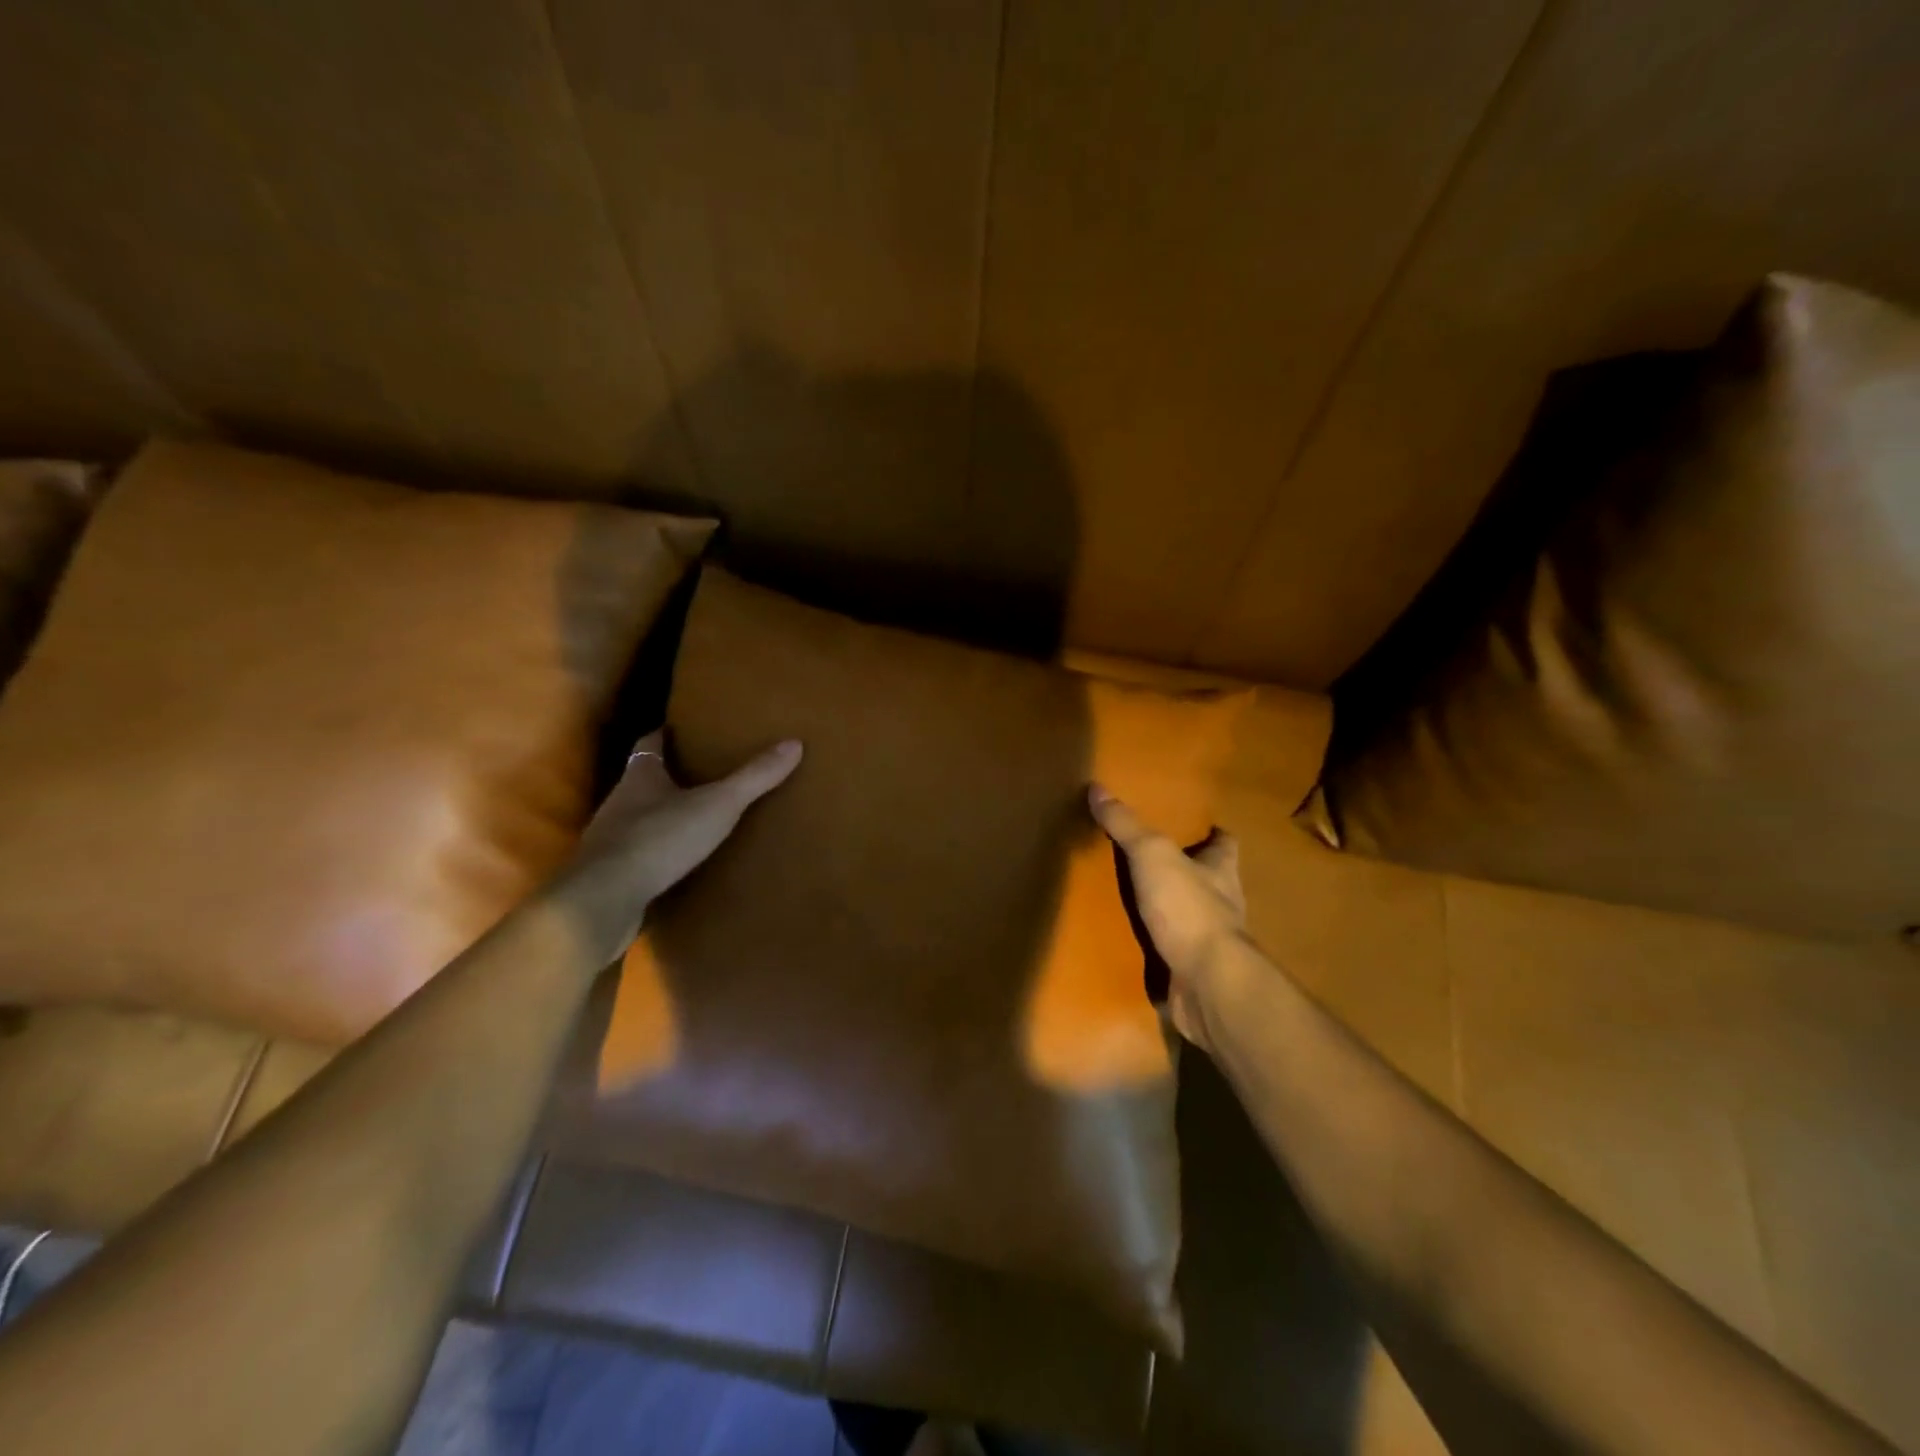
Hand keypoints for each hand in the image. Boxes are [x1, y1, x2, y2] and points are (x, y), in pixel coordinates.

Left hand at [559, 730, 801, 957]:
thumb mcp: (718, 805)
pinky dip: (655, 853)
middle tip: (699, 774)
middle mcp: (619, 802)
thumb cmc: (660, 838)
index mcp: (640, 777)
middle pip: (642, 780)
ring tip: (693, 820)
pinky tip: (676, 863)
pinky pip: (636, 855)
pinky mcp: (610, 874)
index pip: (649, 745)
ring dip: (661, 817)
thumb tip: (794, 743)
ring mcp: (609, 840)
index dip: (664, 735)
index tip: (678, 729)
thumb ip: (754, 777)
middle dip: (667, 777)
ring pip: (638, 818)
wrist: (605, 899)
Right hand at [1089, 784, 1244, 1054]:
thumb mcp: (1152, 855)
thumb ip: (1126, 825)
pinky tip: (1127, 944)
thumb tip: (1097, 787)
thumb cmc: (1188, 908)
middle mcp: (1222, 902)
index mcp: (1221, 870)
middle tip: (1147, 859)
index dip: (1212, 833)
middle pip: (1208, 878)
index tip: (1194, 825)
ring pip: (1188, 916)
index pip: (1225, 843)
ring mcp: (1209, 941)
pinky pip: (1171, 953)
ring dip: (1167, 910)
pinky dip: (1154, 948)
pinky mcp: (1193, 972)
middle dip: (1185, 871)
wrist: (1207, 984)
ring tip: (1128, 900)